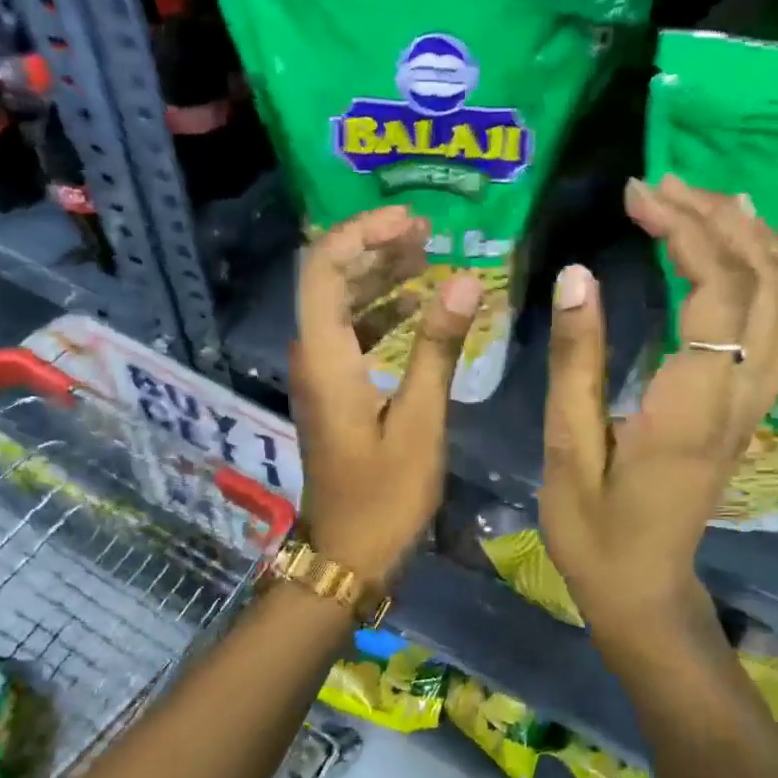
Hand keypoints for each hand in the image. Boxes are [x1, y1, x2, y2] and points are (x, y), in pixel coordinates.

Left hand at [290, 207, 481, 585]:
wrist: (348, 555)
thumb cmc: (385, 496)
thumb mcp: (420, 421)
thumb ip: (438, 348)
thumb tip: (464, 281)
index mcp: (325, 356)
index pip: (325, 266)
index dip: (364, 232)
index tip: (413, 222)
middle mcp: (312, 356)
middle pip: (331, 279)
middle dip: (376, 248)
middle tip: (429, 234)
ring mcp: (321, 375)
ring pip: (343, 306)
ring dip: (381, 278)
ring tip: (430, 260)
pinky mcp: (335, 393)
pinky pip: (353, 335)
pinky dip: (383, 315)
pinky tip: (420, 311)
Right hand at [540, 176, 777, 652]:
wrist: (643, 590)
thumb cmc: (595, 531)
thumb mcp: (568, 450)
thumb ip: (577, 364)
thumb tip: (579, 276)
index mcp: (692, 408)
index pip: (717, 294)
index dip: (684, 231)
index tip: (637, 195)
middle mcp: (741, 398)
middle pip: (765, 284)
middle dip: (718, 220)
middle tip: (663, 184)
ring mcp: (756, 405)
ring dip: (758, 240)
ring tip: (710, 198)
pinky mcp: (752, 411)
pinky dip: (774, 276)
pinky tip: (741, 252)